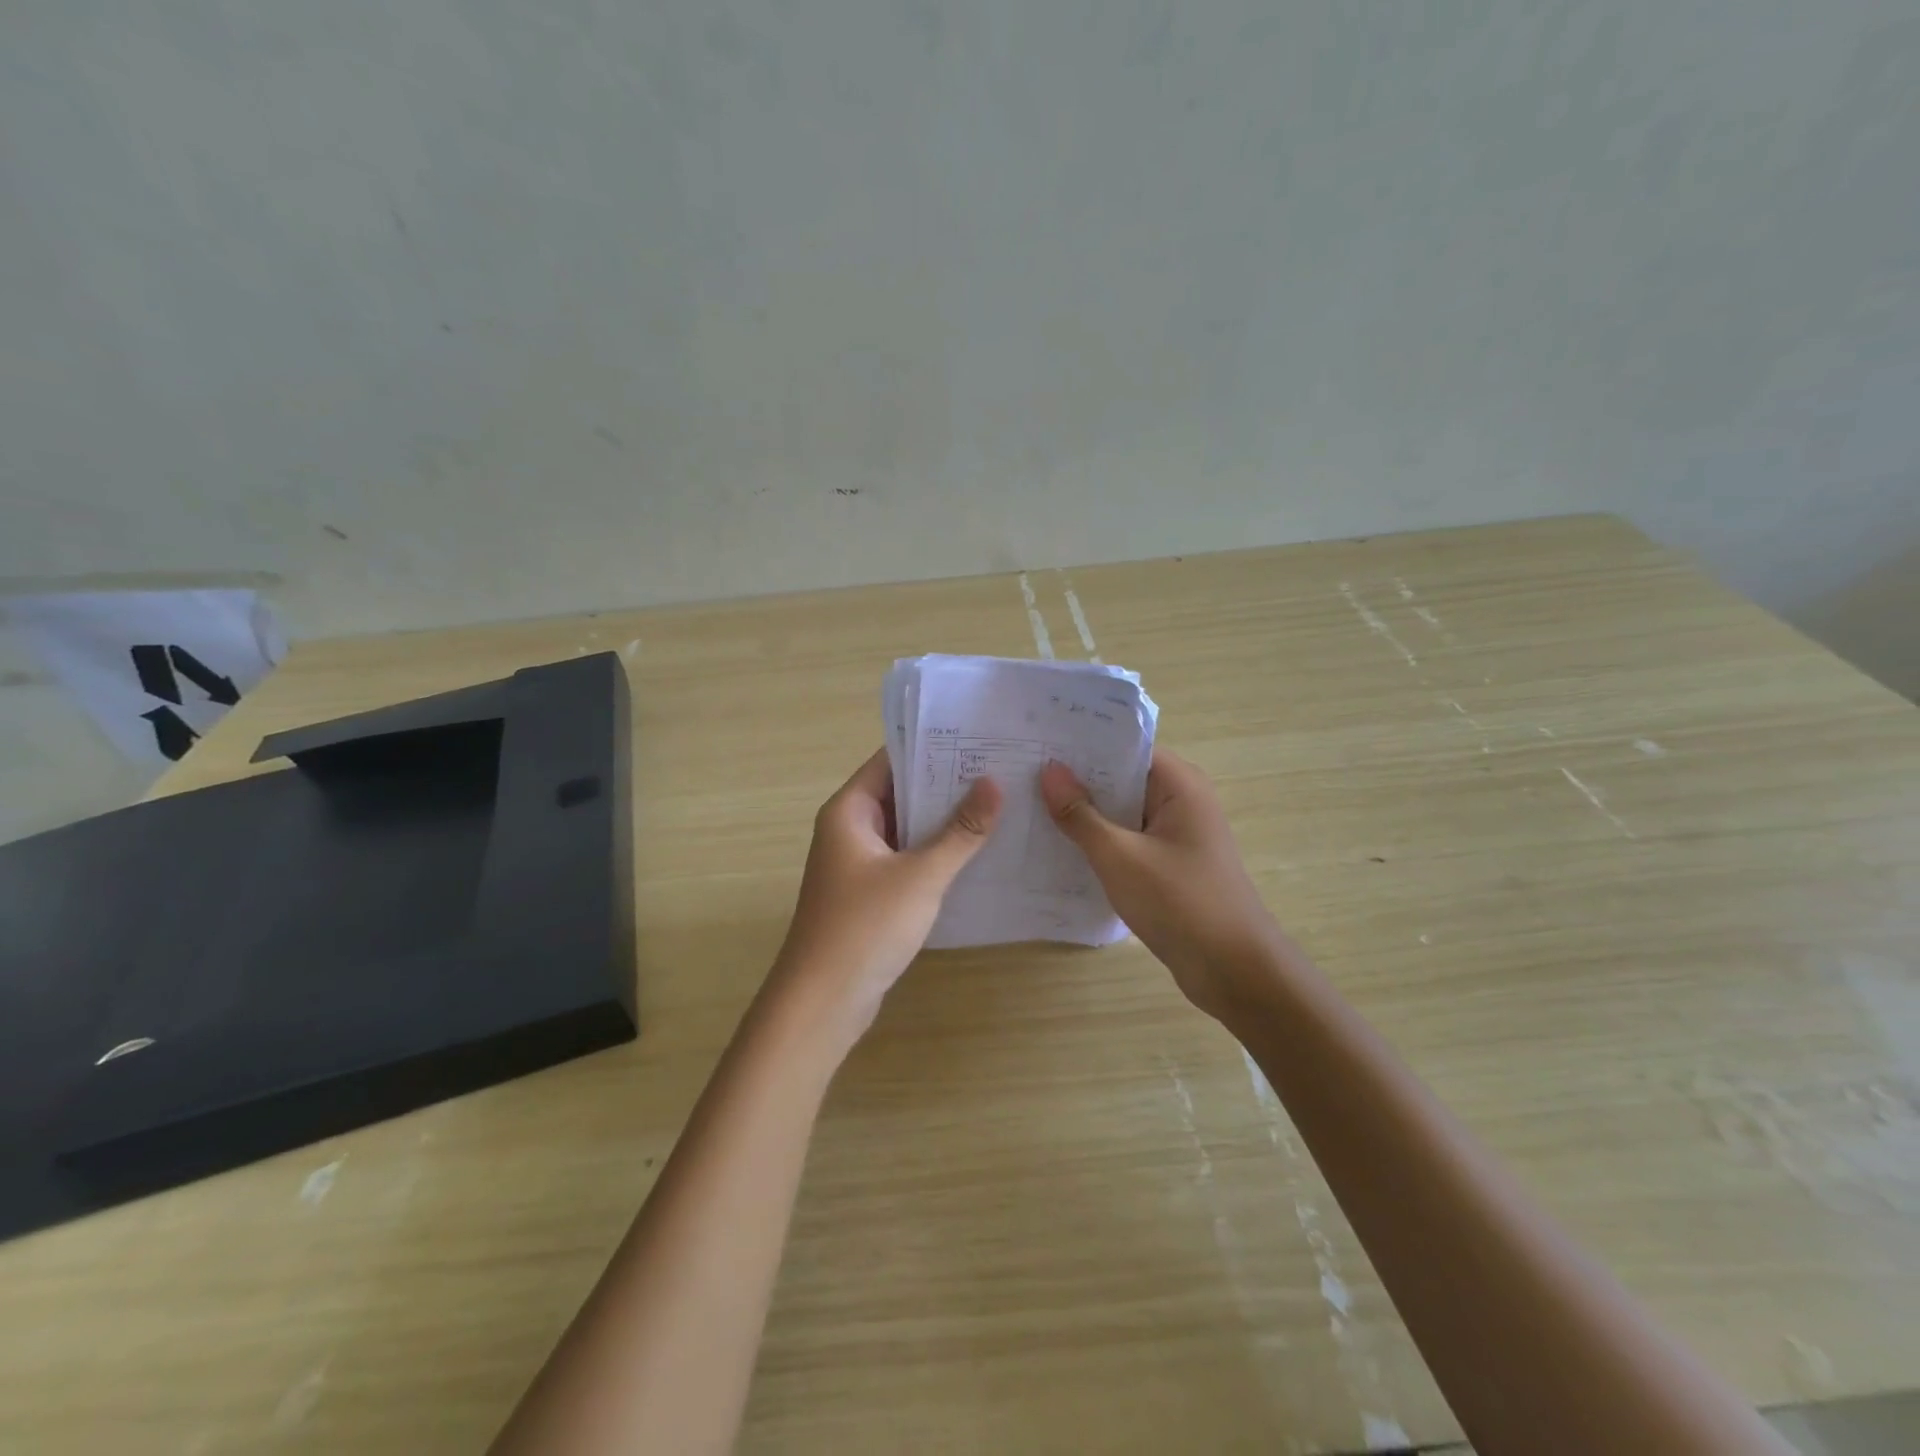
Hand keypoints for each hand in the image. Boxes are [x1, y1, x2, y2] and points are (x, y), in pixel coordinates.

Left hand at [768, 747, 1001, 1049]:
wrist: (822, 1002)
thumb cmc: (865, 927)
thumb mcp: (920, 875)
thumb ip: (960, 831)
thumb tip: (995, 782)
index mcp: (849, 811)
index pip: (892, 760)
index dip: (933, 747)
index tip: (979, 737)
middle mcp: (849, 829)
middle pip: (901, 793)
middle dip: (946, 784)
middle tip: (1000, 768)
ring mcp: (859, 863)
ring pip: (906, 829)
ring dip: (944, 821)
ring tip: (998, 803)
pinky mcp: (870, 894)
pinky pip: (906, 859)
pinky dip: (935, 853)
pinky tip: (976, 853)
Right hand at [1040, 750, 1284, 1018]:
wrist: (1234, 971)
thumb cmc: (1181, 903)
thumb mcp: (1120, 857)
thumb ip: (1081, 814)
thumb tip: (1049, 771)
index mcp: (1179, 784)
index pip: (1123, 747)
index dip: (1081, 745)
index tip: (1037, 744)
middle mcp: (1180, 800)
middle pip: (1120, 778)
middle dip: (1075, 779)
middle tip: (1019, 774)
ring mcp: (1175, 834)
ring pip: (1121, 812)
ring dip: (1084, 813)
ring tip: (1028, 805)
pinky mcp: (1168, 864)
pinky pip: (1127, 840)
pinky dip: (1098, 842)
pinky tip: (1058, 848)